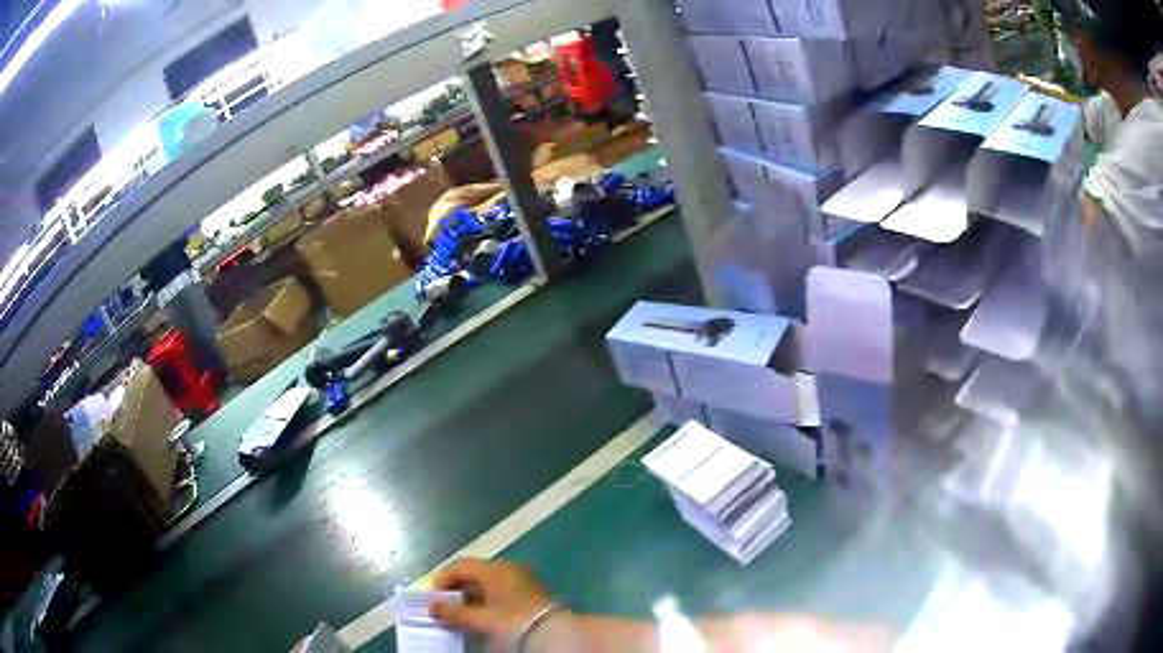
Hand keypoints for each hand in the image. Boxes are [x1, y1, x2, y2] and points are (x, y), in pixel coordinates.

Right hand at [429, 558, 554, 640]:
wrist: (554, 633)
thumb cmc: (513, 621)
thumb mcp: (480, 619)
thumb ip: (454, 613)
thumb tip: (432, 608)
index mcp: (493, 568)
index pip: (460, 565)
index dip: (443, 580)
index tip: (433, 598)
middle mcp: (507, 567)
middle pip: (474, 573)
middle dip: (457, 590)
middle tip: (446, 608)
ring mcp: (521, 578)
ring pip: (488, 584)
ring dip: (472, 598)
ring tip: (462, 616)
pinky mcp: (531, 591)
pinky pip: (501, 591)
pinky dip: (487, 601)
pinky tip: (483, 617)